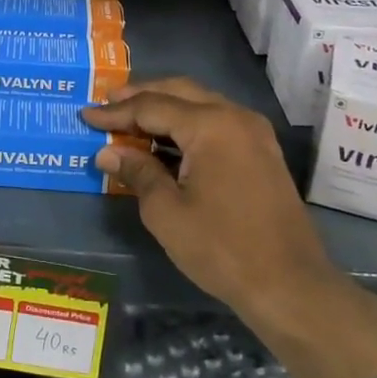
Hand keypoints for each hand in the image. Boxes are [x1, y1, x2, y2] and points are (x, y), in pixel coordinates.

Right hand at [82, 77, 376, 377]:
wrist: (291, 286)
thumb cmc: (222, 248)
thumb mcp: (166, 212)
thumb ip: (137, 172)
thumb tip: (107, 152)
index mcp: (211, 125)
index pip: (151, 106)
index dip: (115, 112)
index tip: (85, 115)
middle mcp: (235, 116)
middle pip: (178, 91)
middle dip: (140, 95)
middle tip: (107, 103)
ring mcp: (253, 133)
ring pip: (200, 103)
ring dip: (164, 107)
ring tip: (130, 118)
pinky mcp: (261, 152)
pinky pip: (216, 122)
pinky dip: (186, 123)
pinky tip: (165, 141)